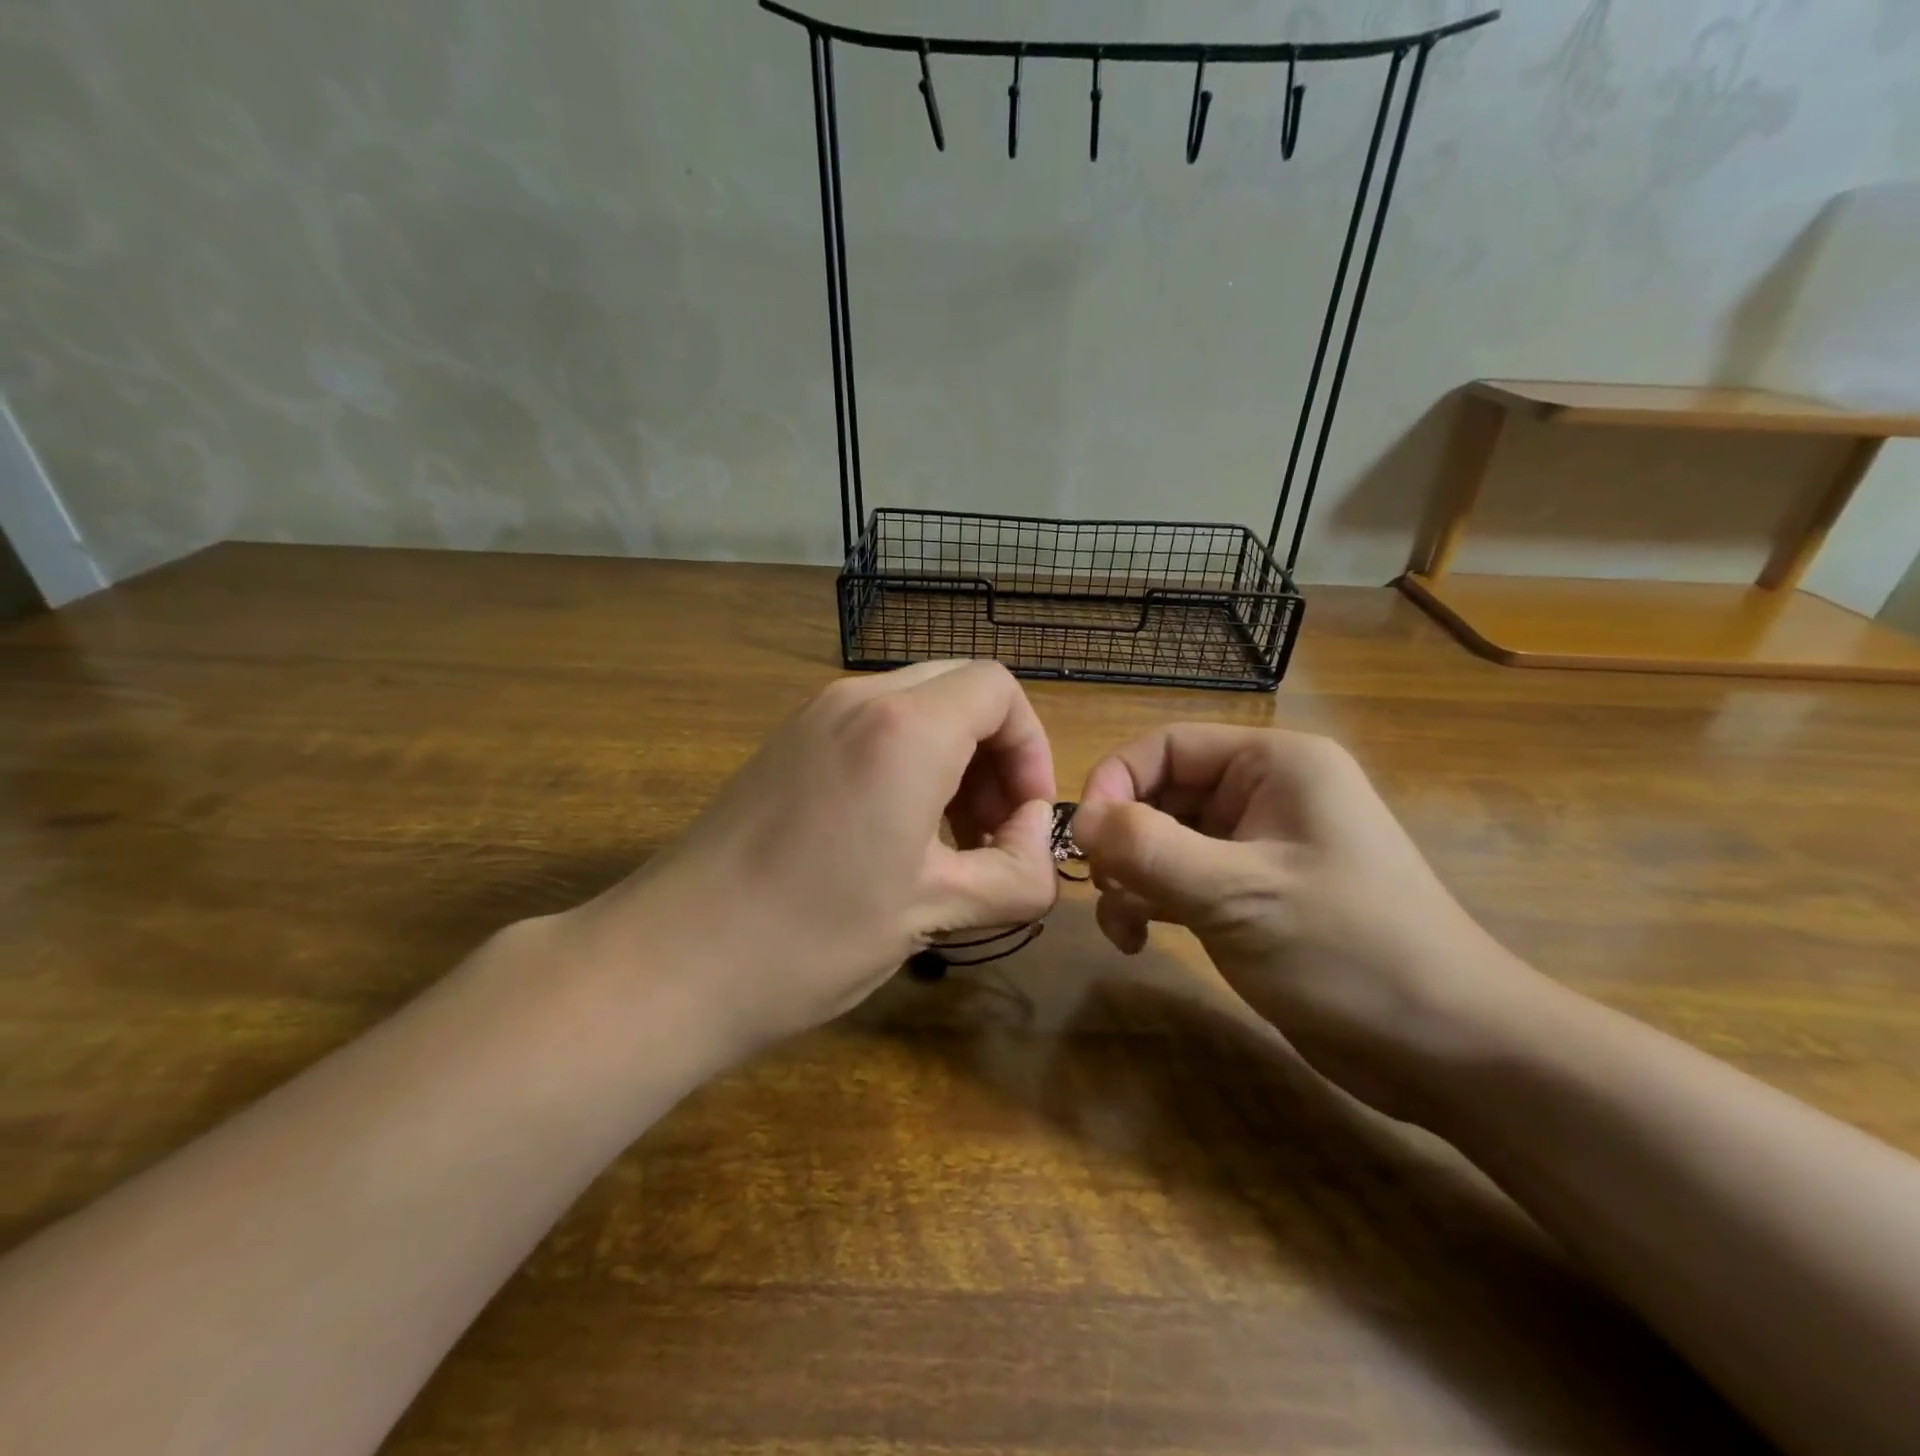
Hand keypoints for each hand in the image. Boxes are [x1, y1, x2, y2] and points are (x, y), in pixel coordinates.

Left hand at [560, 661, 1059, 1057]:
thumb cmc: (812, 936)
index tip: (1023, 820)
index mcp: (904, 728)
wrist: (670, 960)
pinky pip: (873, 727)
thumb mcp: (935, 912)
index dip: (1030, 748)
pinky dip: (907, 764)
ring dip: (952, 761)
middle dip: (995, 755)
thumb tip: (1037, 843)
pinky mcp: (786, 742)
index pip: (999, 689)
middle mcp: (859, 699)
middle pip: (960, 690)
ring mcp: (813, 716)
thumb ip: (1016, 874)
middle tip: (989, 834)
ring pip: (917, 706)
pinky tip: (893, 836)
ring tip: (948, 843)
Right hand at [1072, 725, 1528, 1117]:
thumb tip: (1077, 818)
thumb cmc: (1348, 951)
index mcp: (1275, 764)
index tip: (1083, 838)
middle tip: (1106, 890)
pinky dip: (1154, 902)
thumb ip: (1148, 848)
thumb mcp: (1237, 893)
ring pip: (1167, 840)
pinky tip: (1140, 940)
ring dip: (1133, 877)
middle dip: (1125, 840)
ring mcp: (1260, 845)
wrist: (1448, 1050)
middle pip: (1164, 793)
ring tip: (1123, 926)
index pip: (1168, 746)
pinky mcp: (1255, 892)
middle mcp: (1266, 793)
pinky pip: (1184, 878)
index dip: (1116, 781)